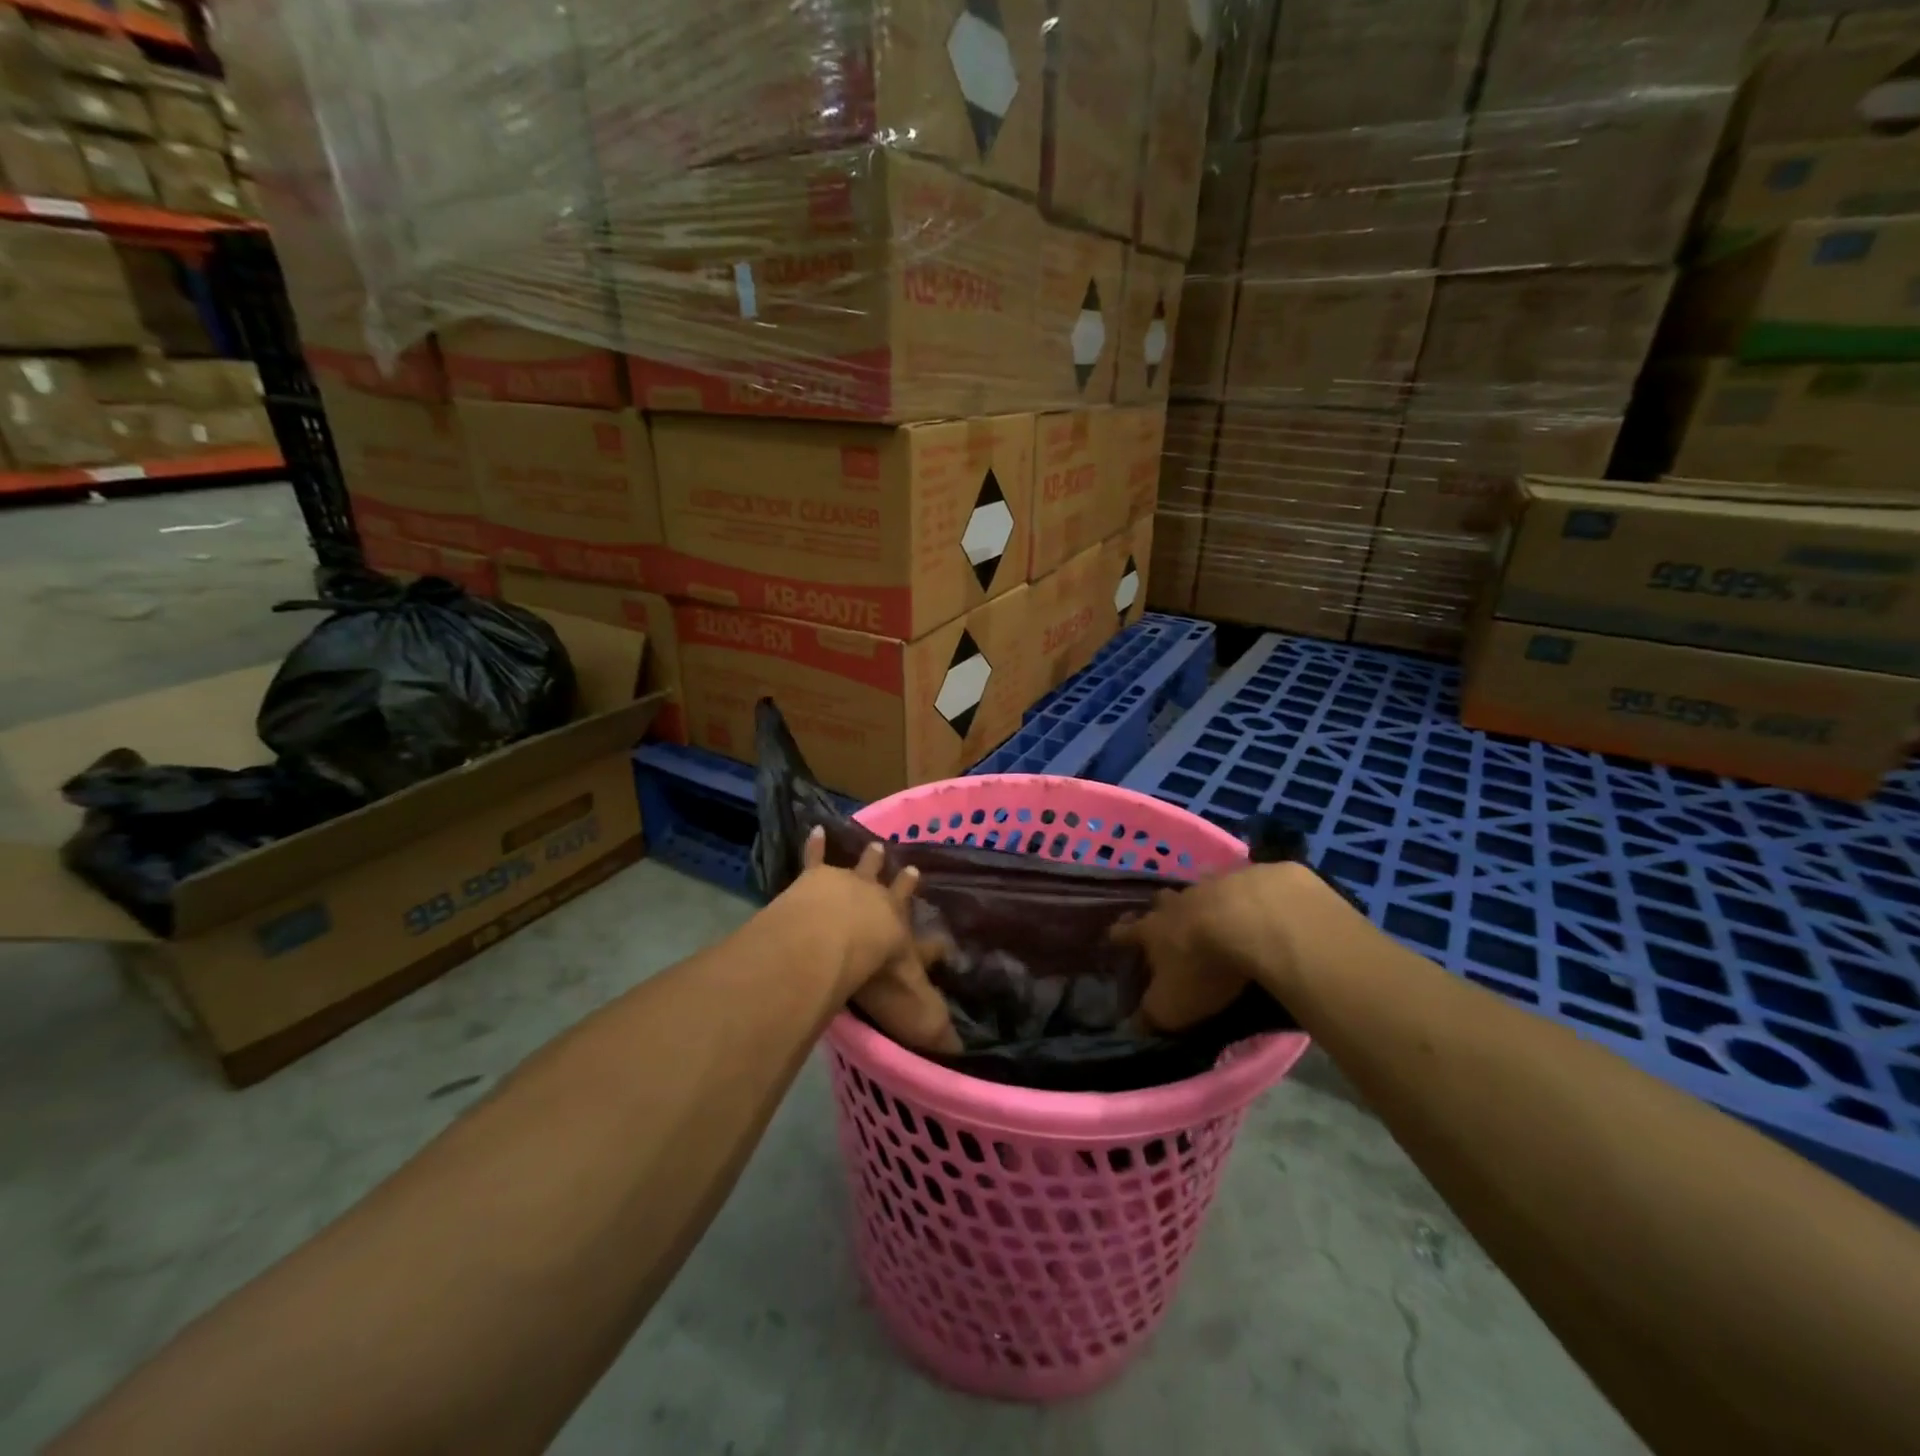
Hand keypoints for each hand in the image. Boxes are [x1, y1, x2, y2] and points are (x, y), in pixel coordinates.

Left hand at [793, 827, 960, 1054]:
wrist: (837, 940)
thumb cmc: (877, 978)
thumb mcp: (914, 1015)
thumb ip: (936, 1035)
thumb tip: (963, 1060)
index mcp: (903, 940)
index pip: (927, 946)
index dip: (937, 947)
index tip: (945, 943)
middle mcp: (882, 908)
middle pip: (896, 893)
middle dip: (904, 884)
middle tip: (911, 869)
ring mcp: (851, 887)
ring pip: (864, 869)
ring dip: (870, 860)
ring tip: (876, 845)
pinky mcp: (817, 878)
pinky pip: (816, 859)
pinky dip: (815, 845)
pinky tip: (814, 829)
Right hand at [1111, 862, 1321, 1031]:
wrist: (1250, 922)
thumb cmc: (1201, 968)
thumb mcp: (1171, 1005)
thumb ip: (1151, 1015)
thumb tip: (1133, 1026)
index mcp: (1151, 931)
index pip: (1124, 932)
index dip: (1118, 935)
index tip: (1113, 935)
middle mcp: (1175, 905)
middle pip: (1159, 902)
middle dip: (1157, 910)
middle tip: (1161, 918)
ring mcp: (1209, 889)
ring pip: (1196, 891)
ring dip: (1197, 901)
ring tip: (1205, 911)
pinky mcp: (1244, 881)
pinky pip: (1234, 885)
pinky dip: (1236, 894)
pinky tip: (1246, 902)